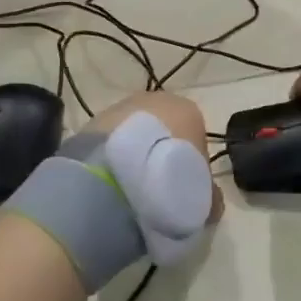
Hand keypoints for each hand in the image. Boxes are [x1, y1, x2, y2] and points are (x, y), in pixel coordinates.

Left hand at [86, 91, 224, 222]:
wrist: (116, 178)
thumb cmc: (171, 182)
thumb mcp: (202, 197)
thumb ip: (209, 194)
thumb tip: (209, 201)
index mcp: (188, 110)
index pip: (196, 137)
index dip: (192, 166)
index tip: (184, 189)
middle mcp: (154, 99)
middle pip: (163, 129)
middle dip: (160, 155)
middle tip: (156, 189)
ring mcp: (119, 107)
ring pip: (133, 133)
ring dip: (133, 155)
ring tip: (129, 189)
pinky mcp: (91, 122)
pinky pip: (109, 142)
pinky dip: (111, 158)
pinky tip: (109, 182)